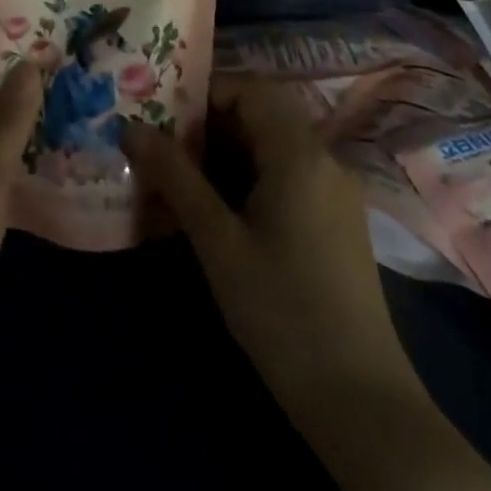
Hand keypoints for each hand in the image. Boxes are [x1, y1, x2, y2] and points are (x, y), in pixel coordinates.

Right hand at [124, 78, 490, 490]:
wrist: (360, 400)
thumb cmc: (281, 310)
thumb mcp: (218, 241)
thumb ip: (175, 177)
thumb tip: (131, 128)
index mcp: (299, 152)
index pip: (250, 89)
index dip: (204, 94)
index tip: (164, 118)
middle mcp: (324, 158)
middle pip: (263, 113)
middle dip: (211, 123)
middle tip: (166, 146)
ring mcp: (336, 189)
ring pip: (275, 144)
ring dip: (230, 150)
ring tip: (184, 177)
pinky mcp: (337, 219)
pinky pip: (290, 173)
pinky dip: (253, 175)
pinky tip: (222, 209)